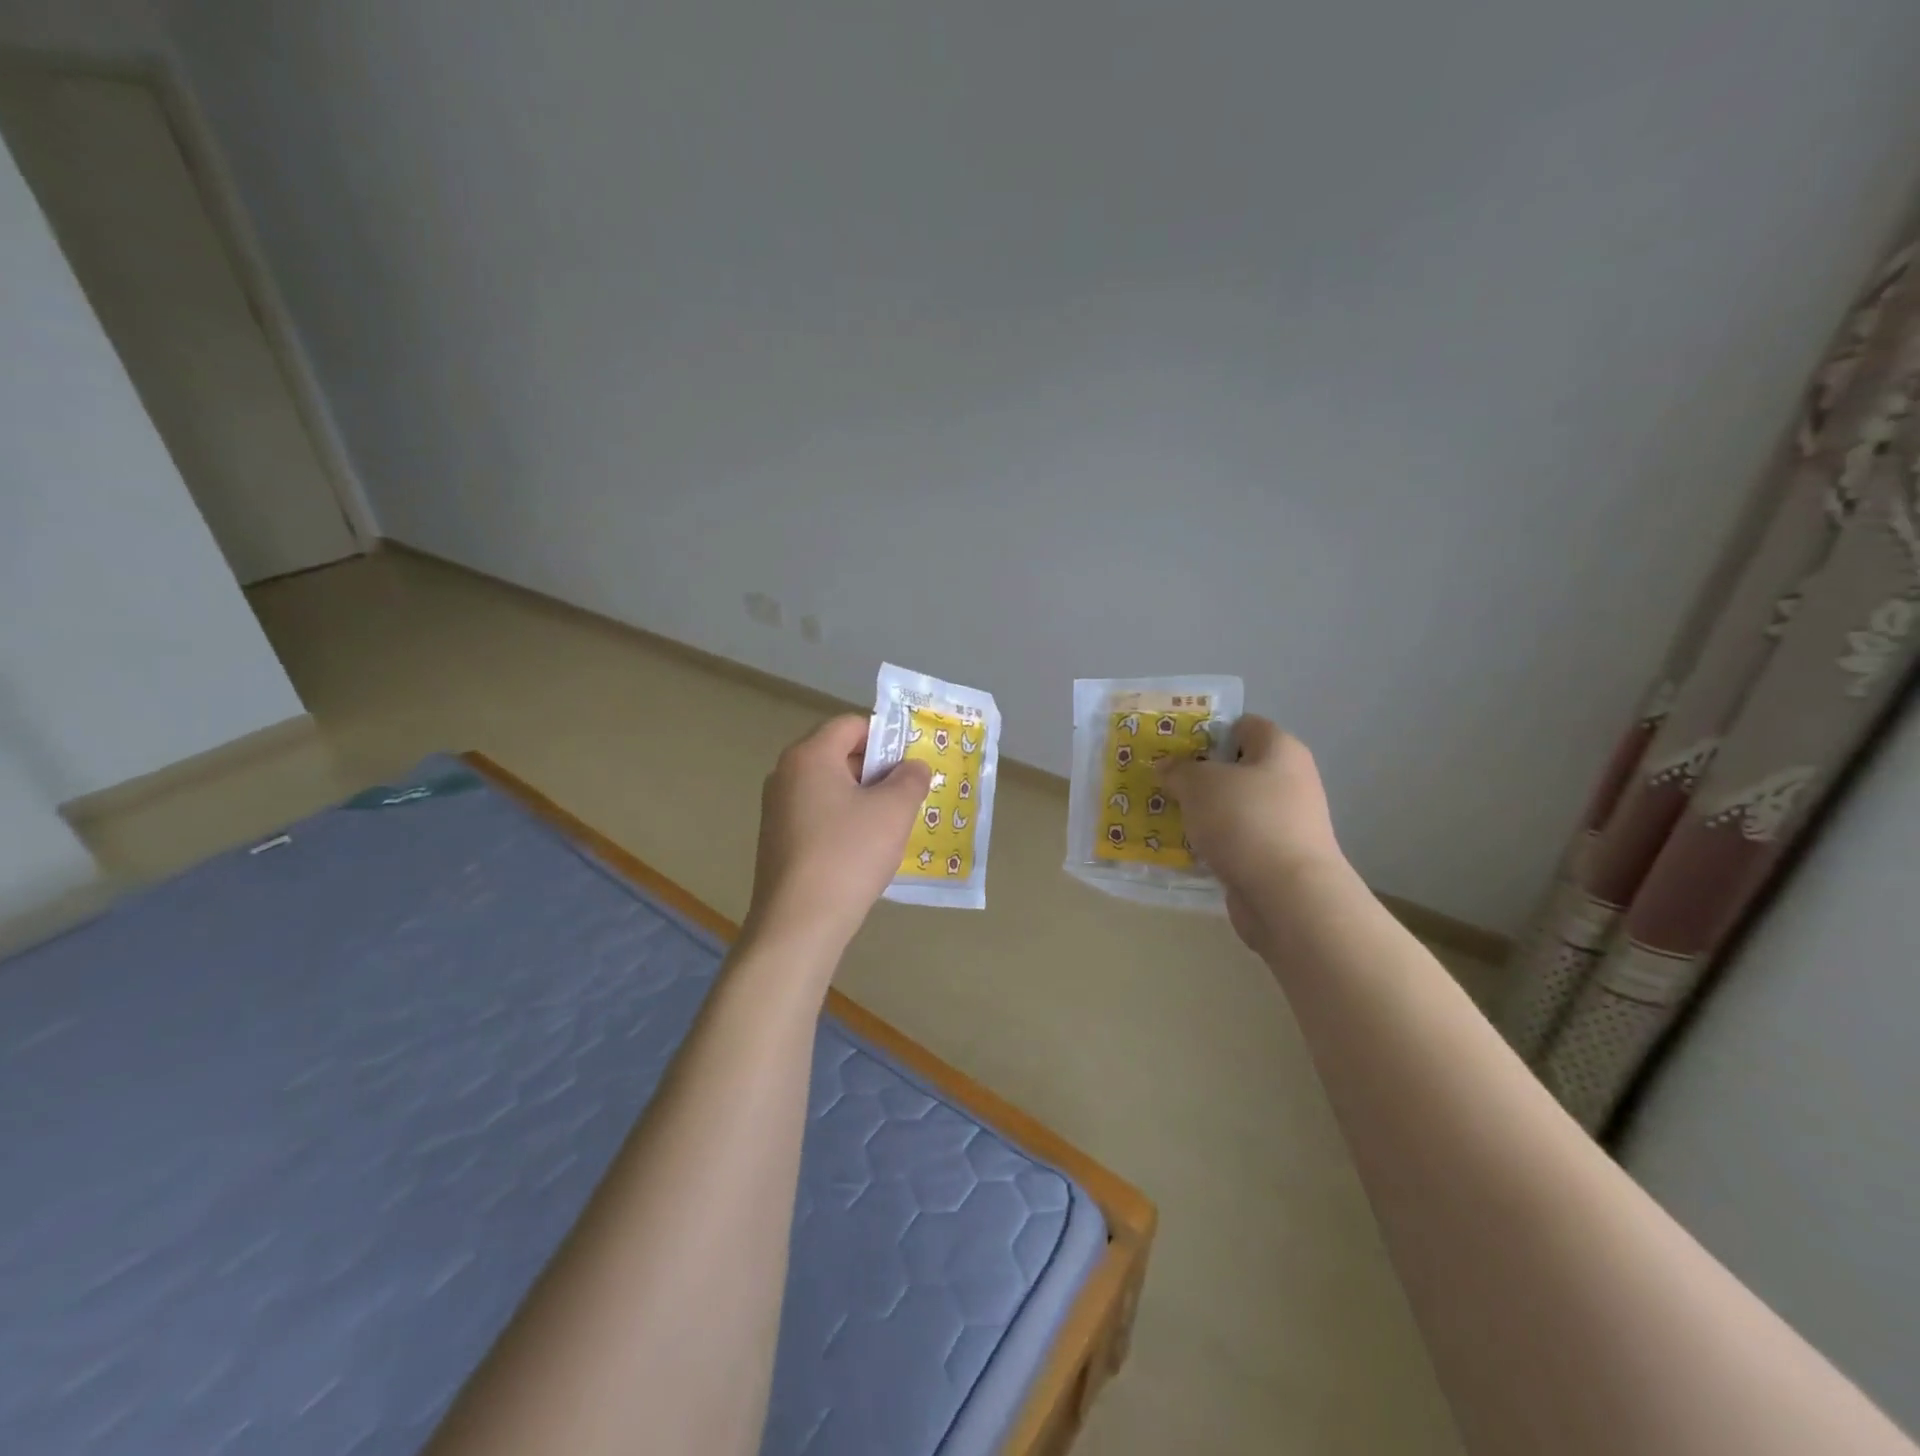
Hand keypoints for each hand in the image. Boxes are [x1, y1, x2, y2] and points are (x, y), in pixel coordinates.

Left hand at [743, 714, 932, 958]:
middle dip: (877, 769)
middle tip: (909, 794)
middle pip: (839, 754)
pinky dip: (844, 821)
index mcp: (809, 756)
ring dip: (863, 798)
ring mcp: (777, 809)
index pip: (851, 725)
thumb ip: (910, 779)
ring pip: (830, 788)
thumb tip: (913, 767)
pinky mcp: (777, 840)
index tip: (911, 764)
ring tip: (892, 824)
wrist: (799, 923)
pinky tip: (864, 850)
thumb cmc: (848, 855)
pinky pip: (818, 815)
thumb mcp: (893, 811)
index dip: (886, 737)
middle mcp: (785, 774)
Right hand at [1158, 717, 1346, 948]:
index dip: (1208, 730)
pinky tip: (1181, 848)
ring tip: (1163, 815)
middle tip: (1161, 782)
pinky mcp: (1275, 857)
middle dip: (1198, 775)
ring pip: (1232, 807)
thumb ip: (1179, 770)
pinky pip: (1235, 840)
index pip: (1243, 725)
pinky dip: (1211, 842)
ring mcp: (1285, 822)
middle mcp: (1289, 781)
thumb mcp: (1199, 784)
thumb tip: (1168, 766)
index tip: (1173, 746)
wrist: (1287, 895)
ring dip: (1201, 812)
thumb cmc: (1245, 821)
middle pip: (1236, 768)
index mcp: (1280, 750)